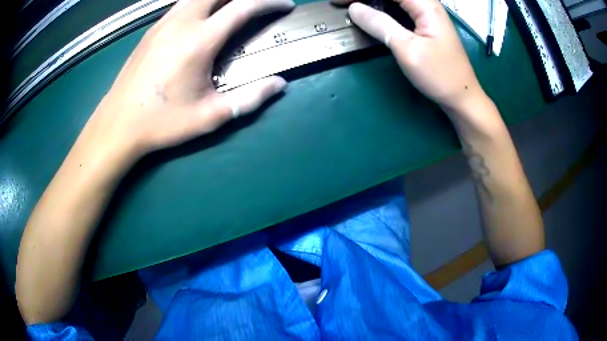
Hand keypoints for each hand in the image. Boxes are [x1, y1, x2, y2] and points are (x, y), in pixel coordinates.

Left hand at [78, 0, 293, 165]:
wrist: (118, 123)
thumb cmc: (162, 122)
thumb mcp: (209, 117)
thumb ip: (249, 99)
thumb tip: (279, 84)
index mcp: (200, 41)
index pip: (243, 6)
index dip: (270, 2)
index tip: (285, 5)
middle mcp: (182, 22)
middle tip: (258, 3)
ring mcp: (163, 23)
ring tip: (234, 6)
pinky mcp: (152, 29)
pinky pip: (181, 3)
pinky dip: (199, 2)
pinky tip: (203, 14)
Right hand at [341, 0, 484, 110]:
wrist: (462, 97)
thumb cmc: (439, 75)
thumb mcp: (407, 49)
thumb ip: (380, 24)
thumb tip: (354, 8)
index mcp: (425, 4)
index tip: (338, 1)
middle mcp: (426, 4)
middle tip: (342, 4)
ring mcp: (427, 13)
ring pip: (395, 0)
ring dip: (373, 1)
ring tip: (352, 7)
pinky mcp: (425, 23)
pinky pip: (400, 8)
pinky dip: (383, 9)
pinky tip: (372, 15)